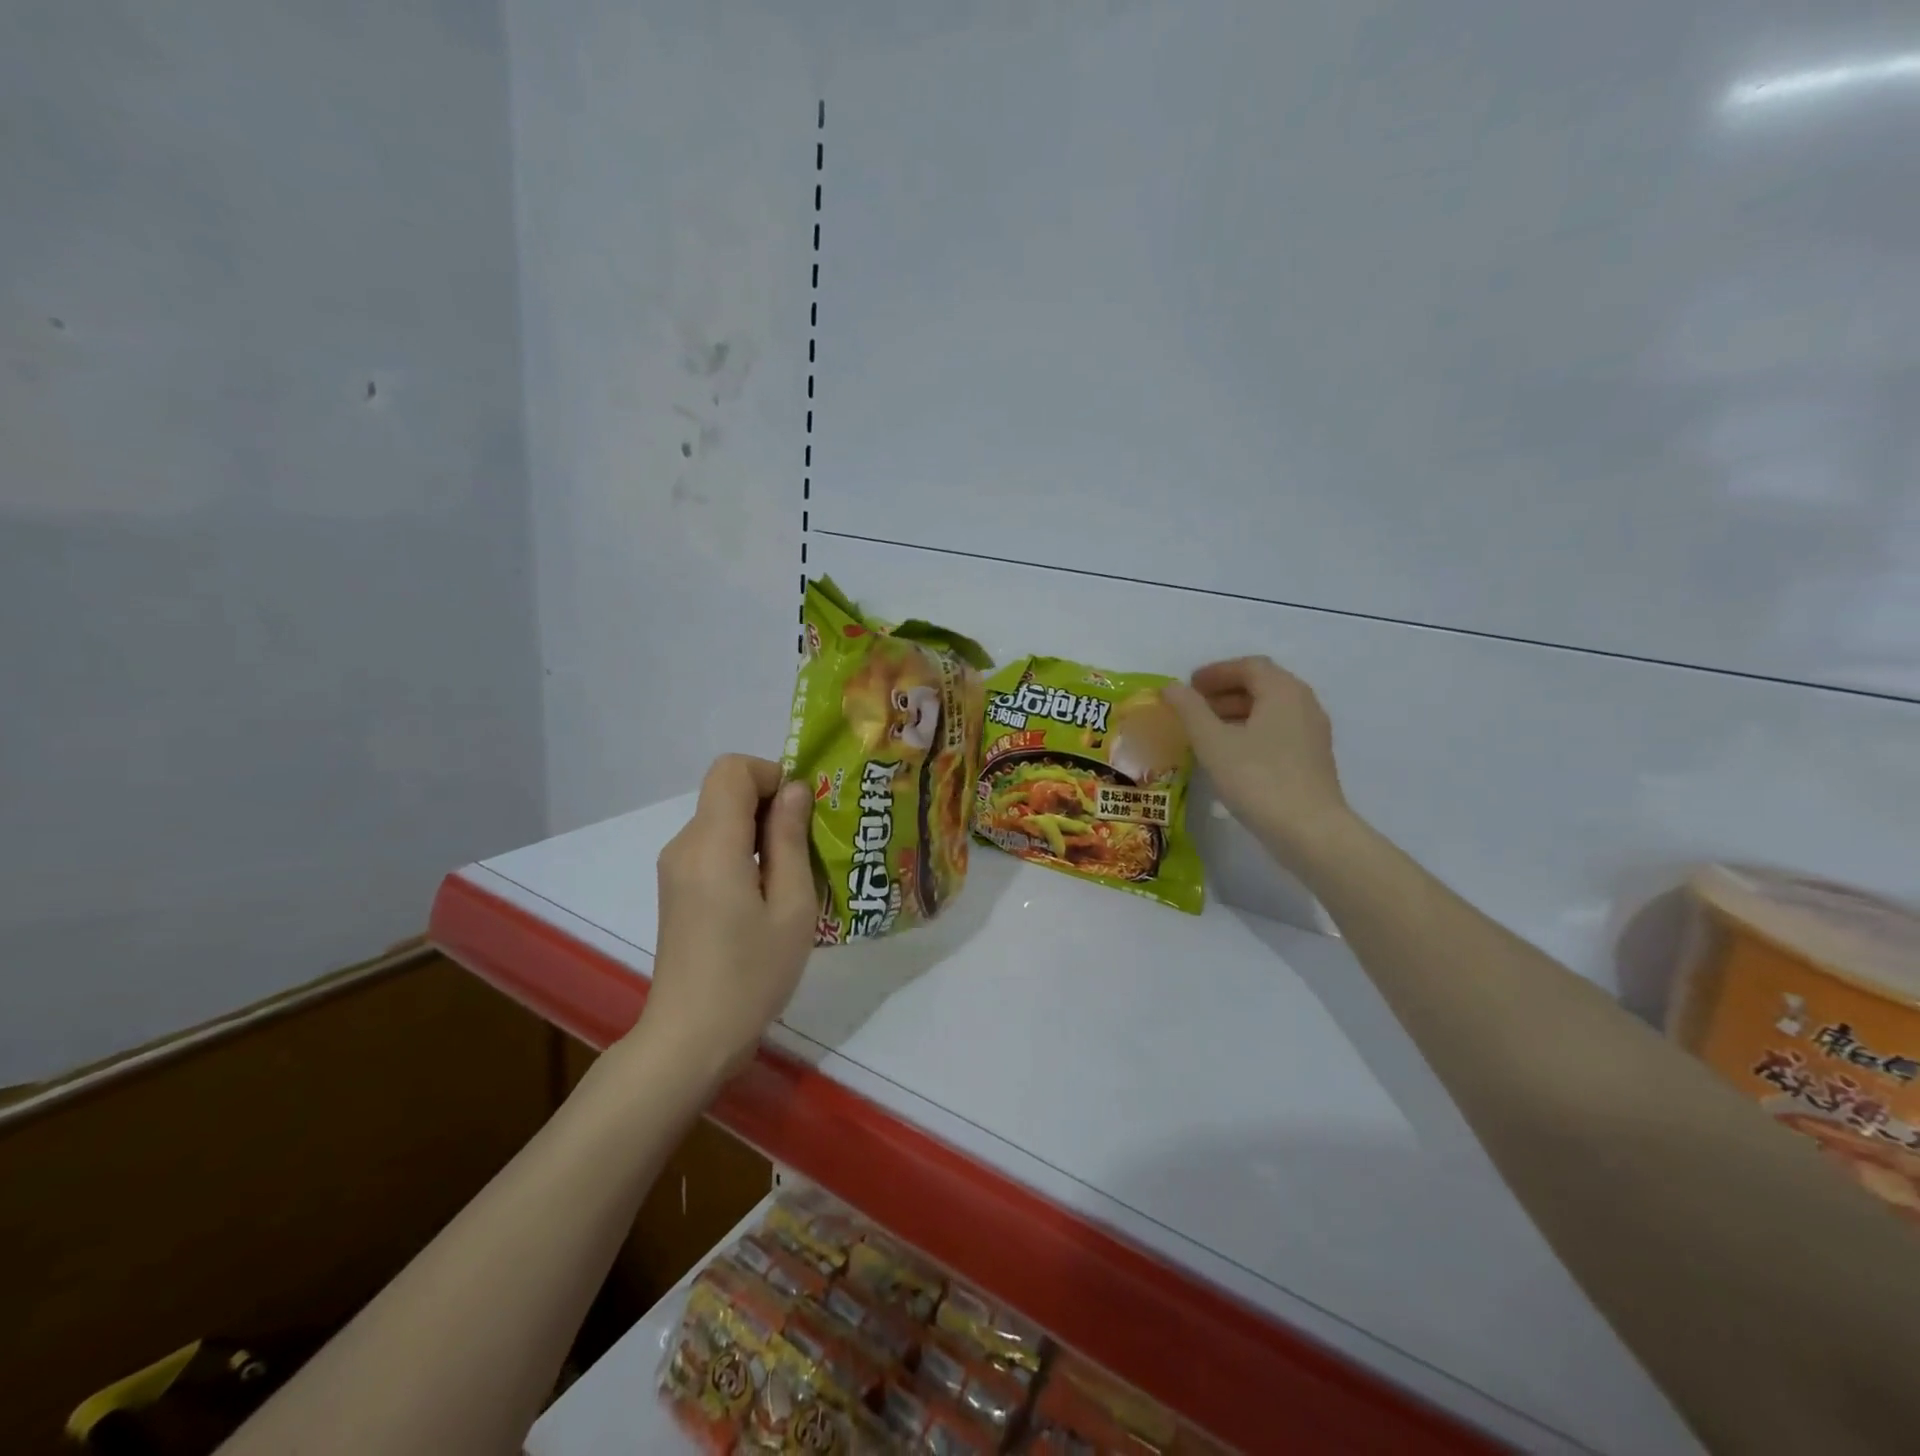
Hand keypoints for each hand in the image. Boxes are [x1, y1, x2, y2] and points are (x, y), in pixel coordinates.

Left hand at [640, 755, 816, 1078]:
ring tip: (793, 879)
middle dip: (771, 805)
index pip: (732, 769)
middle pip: (726, 792)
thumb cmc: (752, 974)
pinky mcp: (676, 889)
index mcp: (712, 844)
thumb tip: (795, 789)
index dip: (771, 774)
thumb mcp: (791, 907)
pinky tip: (766, 897)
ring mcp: (675, 869)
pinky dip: (744, 853)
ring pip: (721, 820)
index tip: (802, 812)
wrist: (691, 1038)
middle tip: (809, 849)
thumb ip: (791, 839)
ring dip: (760, 832)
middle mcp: (684, 846)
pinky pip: (713, 847)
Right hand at [1163, 657, 1351, 867]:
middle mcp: (1304, 704)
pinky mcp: (1312, 759)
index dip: (1216, 672)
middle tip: (1193, 707)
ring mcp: (1312, 733)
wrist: (1309, 831)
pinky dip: (1251, 731)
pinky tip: (1229, 754)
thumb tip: (1171, 686)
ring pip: (1270, 710)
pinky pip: (1278, 731)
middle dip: (1224, 691)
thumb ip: (1189, 709)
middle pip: (1262, 685)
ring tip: (1205, 731)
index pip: (1249, 666)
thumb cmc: (1257, 779)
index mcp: (1283, 691)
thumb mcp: (1213, 742)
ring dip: (1236, 712)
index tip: (1188, 686)